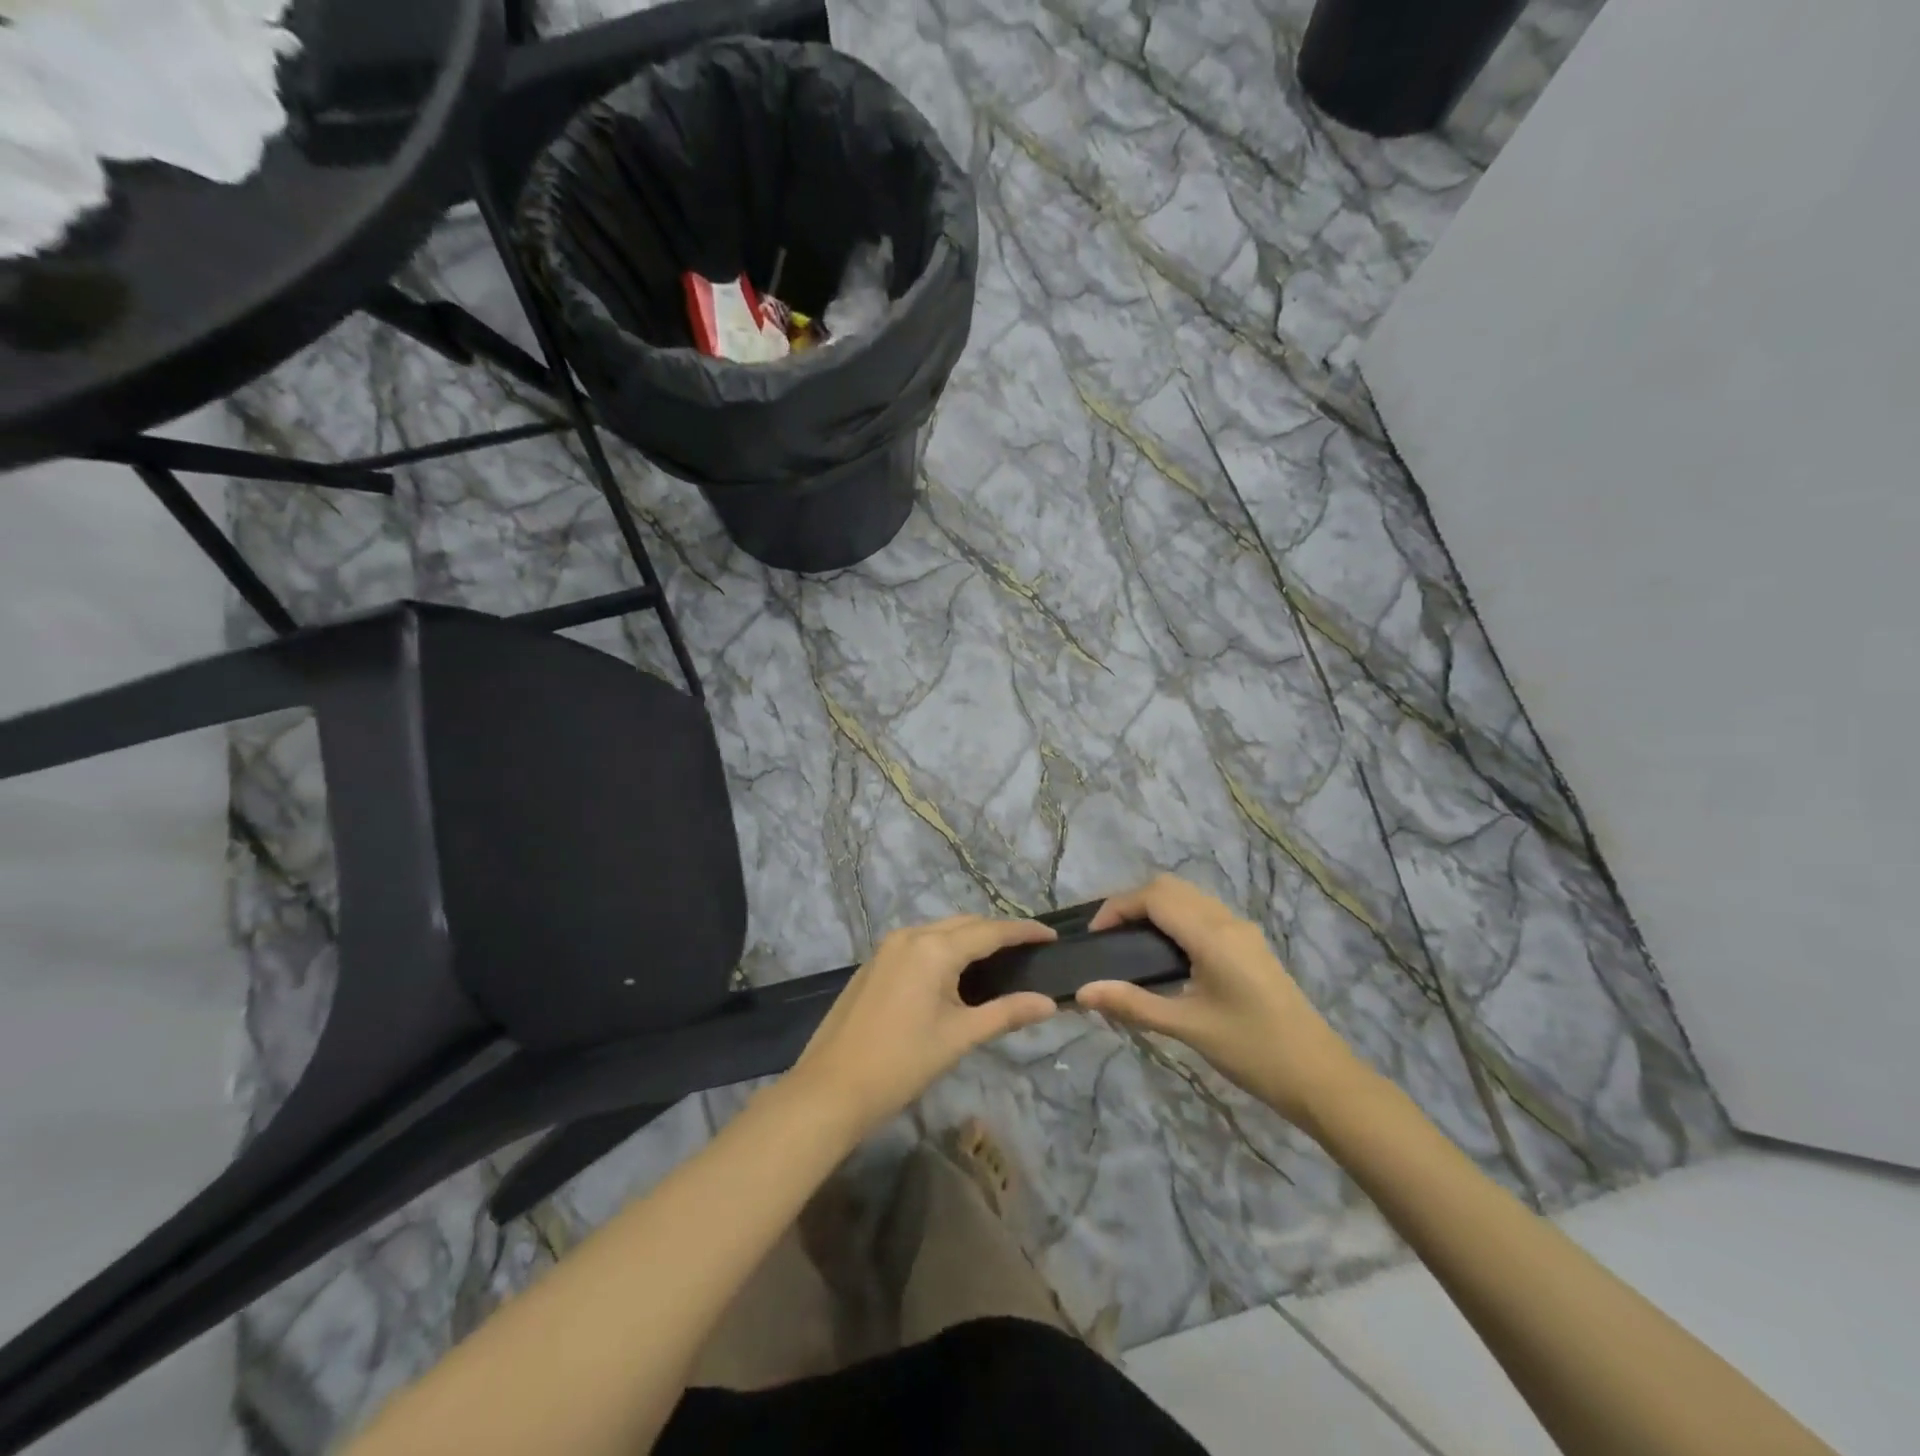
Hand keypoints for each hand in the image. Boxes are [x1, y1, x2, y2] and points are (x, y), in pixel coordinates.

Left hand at [784, 915, 1059, 1140]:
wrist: (831, 1088)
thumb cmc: (901, 1063)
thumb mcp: (959, 1037)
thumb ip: (1006, 1013)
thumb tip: (1049, 1003)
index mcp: (934, 948)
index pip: (990, 931)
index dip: (1023, 931)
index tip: (1051, 935)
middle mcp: (910, 935)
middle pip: (964, 924)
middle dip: (997, 932)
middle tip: (1028, 950)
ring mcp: (887, 947)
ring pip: (939, 931)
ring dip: (969, 938)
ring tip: (998, 959)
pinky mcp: (874, 963)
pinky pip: (919, 943)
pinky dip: (944, 948)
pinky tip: (955, 972)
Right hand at [1077, 875, 1368, 1129]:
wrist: (1321, 1078)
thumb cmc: (1253, 1051)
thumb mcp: (1188, 1028)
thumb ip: (1133, 1004)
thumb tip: (1082, 992)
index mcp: (1212, 934)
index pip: (1154, 896)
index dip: (1117, 906)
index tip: (1093, 936)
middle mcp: (1227, 921)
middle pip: (1170, 887)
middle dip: (1133, 902)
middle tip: (1107, 937)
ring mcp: (1242, 931)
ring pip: (1189, 897)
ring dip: (1155, 907)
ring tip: (1129, 943)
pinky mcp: (1250, 946)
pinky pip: (1203, 914)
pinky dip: (1175, 918)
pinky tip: (1165, 954)